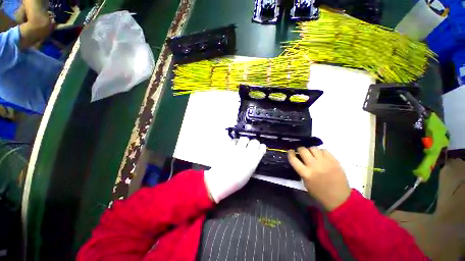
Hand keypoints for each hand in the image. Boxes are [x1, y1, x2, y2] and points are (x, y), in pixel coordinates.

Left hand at [204, 137, 266, 202]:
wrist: (221, 179)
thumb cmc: (236, 181)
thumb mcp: (249, 173)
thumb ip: (252, 163)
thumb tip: (253, 158)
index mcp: (254, 160)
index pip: (262, 148)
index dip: (261, 147)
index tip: (260, 149)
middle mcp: (247, 152)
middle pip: (255, 141)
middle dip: (254, 143)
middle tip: (251, 146)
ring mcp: (238, 148)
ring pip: (244, 138)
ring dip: (244, 142)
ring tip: (242, 145)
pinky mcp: (229, 147)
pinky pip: (234, 141)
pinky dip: (235, 142)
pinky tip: (234, 146)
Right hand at [288, 147, 350, 210]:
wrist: (339, 198)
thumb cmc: (319, 193)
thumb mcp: (305, 183)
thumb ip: (301, 170)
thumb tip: (299, 160)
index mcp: (306, 173)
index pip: (293, 159)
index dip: (290, 153)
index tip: (291, 151)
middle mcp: (314, 166)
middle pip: (303, 150)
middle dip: (300, 149)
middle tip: (301, 152)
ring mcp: (325, 162)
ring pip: (313, 148)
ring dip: (310, 150)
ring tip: (311, 153)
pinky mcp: (334, 161)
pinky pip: (324, 150)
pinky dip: (321, 152)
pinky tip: (321, 156)